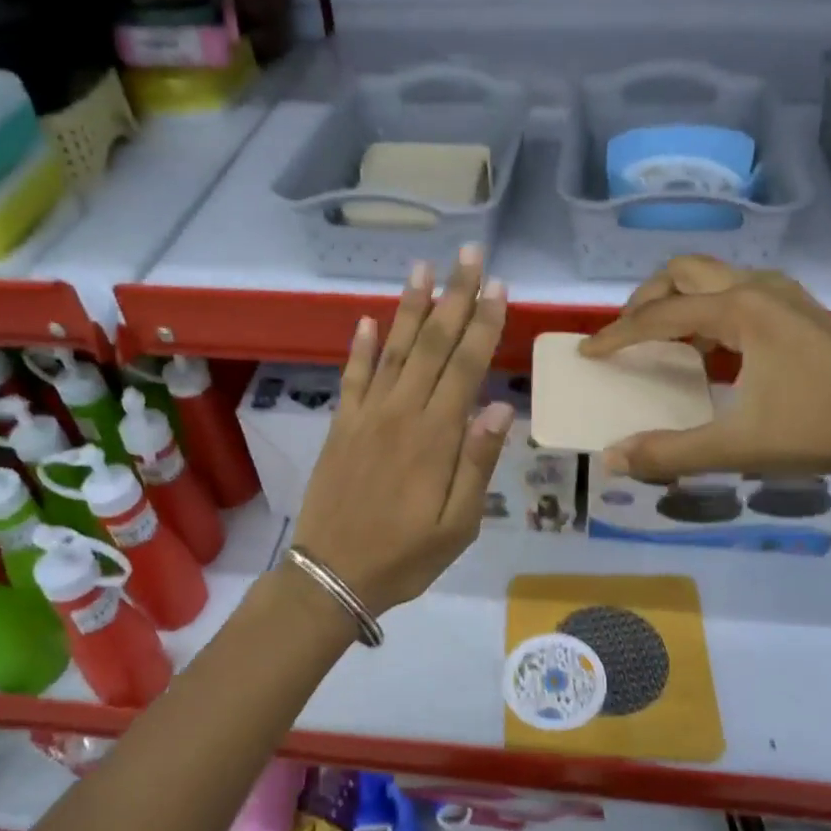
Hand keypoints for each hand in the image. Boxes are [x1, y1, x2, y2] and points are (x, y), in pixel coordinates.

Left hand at [290, 247, 514, 616]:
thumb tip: (499, 408)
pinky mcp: (341, 426)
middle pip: (431, 345)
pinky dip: (361, 347)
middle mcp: (400, 414)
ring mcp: (366, 416)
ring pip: (393, 351)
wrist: (332, 576)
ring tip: (422, 269)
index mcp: (435, 437)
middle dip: (453, 297)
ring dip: (408, 308)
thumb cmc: (405, 556)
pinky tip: (368, 319)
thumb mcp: (458, 526)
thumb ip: (477, 464)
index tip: (497, 286)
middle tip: (467, 255)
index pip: (465, 366)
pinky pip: (352, 377)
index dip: (482, 324)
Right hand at [580, 256, 830, 479]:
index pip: (660, 315)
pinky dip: (709, 308)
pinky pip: (738, 291)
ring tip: (663, 339)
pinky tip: (712, 348)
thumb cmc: (819, 428)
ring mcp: (785, 295)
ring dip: (679, 300)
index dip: (618, 335)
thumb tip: (613, 459)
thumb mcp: (738, 446)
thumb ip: (671, 453)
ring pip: (714, 277)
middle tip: (626, 334)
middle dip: (646, 299)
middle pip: (684, 272)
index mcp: (741, 310)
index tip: (589, 353)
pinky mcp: (801, 309)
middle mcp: (759, 289)